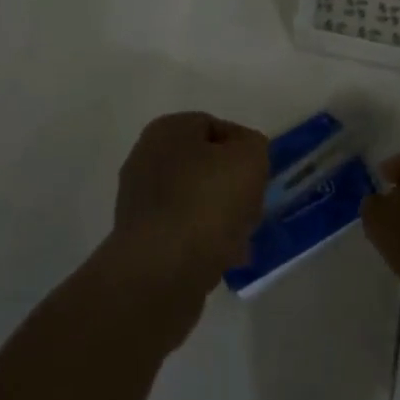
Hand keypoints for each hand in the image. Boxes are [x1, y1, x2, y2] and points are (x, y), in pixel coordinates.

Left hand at [112, 111, 268, 288]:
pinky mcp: (140, 239)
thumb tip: (245, 153)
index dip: (244, 150)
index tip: (260, 177)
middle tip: (252, 210)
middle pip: (206, 167)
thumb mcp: (248, 159)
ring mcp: (139, 200)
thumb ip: (254, 146)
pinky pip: (183, 232)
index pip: (216, 127)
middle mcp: (146, 158)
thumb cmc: (206, 204)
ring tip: (240, 243)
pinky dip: (203, 243)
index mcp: (167, 130)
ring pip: (196, 202)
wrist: (160, 272)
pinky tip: (221, 260)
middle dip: (234, 188)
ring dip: (222, 219)